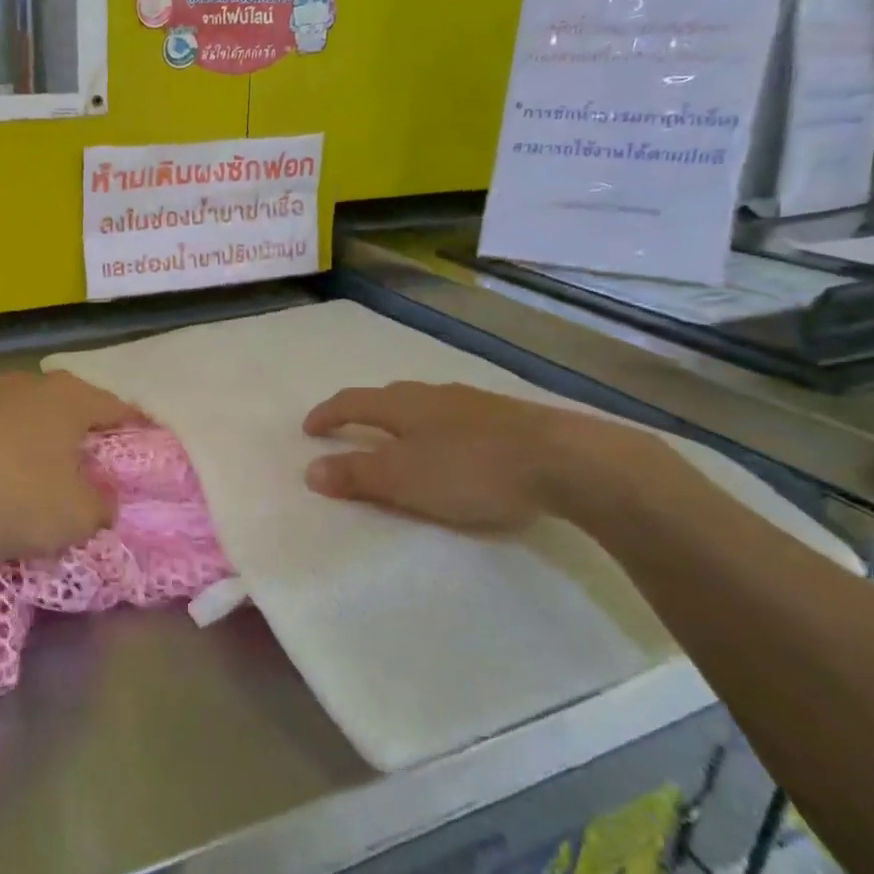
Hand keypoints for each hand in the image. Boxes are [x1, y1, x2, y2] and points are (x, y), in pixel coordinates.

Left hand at [0, 372, 140, 563]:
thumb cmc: (12, 492)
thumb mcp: (75, 516)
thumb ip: (101, 508)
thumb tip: (103, 502)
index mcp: (71, 398)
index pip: (118, 409)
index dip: (137, 428)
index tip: (148, 443)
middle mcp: (32, 385)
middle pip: (72, 407)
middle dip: (85, 432)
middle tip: (98, 461)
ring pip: (30, 418)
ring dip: (41, 442)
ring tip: (47, 470)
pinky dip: (5, 453)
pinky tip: (0, 477)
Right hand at [301, 382, 606, 532]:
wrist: (564, 460)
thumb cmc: (470, 469)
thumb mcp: (404, 479)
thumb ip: (356, 475)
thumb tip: (310, 470)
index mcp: (402, 405)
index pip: (352, 402)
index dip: (327, 414)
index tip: (308, 429)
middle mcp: (433, 394)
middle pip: (388, 397)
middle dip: (364, 412)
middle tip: (352, 431)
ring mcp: (473, 403)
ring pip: (425, 405)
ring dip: (403, 420)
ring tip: (401, 440)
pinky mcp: (507, 418)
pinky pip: (456, 418)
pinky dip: (439, 430)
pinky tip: (454, 447)